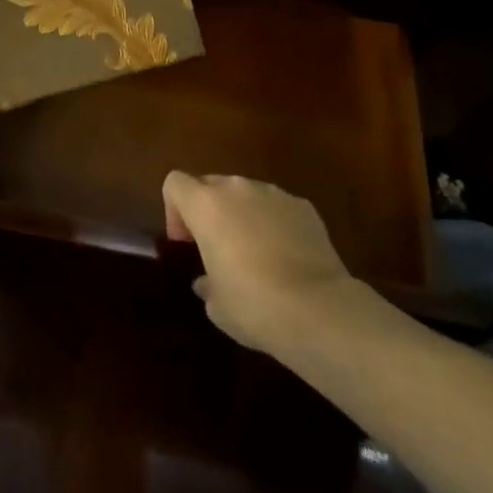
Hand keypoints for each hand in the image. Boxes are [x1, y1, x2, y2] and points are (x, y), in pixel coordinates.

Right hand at [163, 172, 362, 355]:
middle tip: (218, 249)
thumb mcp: (216, 305)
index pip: (175, 183)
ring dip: (243, 216)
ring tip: (257, 255)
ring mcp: (273, 194)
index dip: (175, 210)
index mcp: (206, 205)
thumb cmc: (253, 304)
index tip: (186, 243)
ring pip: (247, 195)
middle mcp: (236, 188)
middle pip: (211, 185)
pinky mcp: (304, 206)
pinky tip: (288, 259)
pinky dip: (276, 224)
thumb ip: (206, 283)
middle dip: (210, 211)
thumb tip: (207, 281)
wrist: (318, 309)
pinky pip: (278, 208)